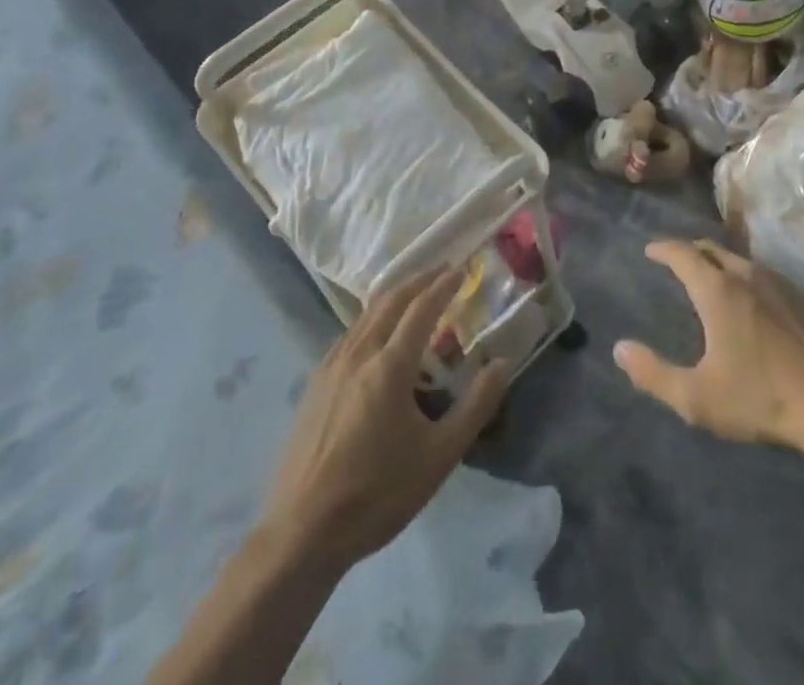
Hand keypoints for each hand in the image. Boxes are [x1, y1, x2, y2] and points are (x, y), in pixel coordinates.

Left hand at [263, 267, 510, 571]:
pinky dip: (372, 319)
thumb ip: (475, 406)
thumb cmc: (377, 494)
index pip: (421, 308)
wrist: (301, 534)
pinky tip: (376, 336)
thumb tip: (502, 364)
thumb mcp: (439, 456)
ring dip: (394, 297)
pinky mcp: (314, 386)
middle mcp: (358, 354)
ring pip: (366, 315)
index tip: (461, 269)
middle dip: (419, 280)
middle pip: (391, 301)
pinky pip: (349, 335)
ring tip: (414, 295)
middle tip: (442, 270)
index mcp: (389, 365)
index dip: (443, 285)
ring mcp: (331, 368)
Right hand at [615, 239, 803, 453]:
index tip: (650, 249)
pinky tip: (752, 299)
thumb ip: (654, 374)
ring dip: (720, 262)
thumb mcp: (697, 397)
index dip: (664, 248)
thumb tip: (620, 349)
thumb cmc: (760, 397)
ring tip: (711, 276)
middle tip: (677, 259)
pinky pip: (764, 276)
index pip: (684, 255)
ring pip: (741, 260)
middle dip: (690, 250)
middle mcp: (747, 276)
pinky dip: (745, 276)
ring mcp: (780, 285)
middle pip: (713, 249)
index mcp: (718, 291)